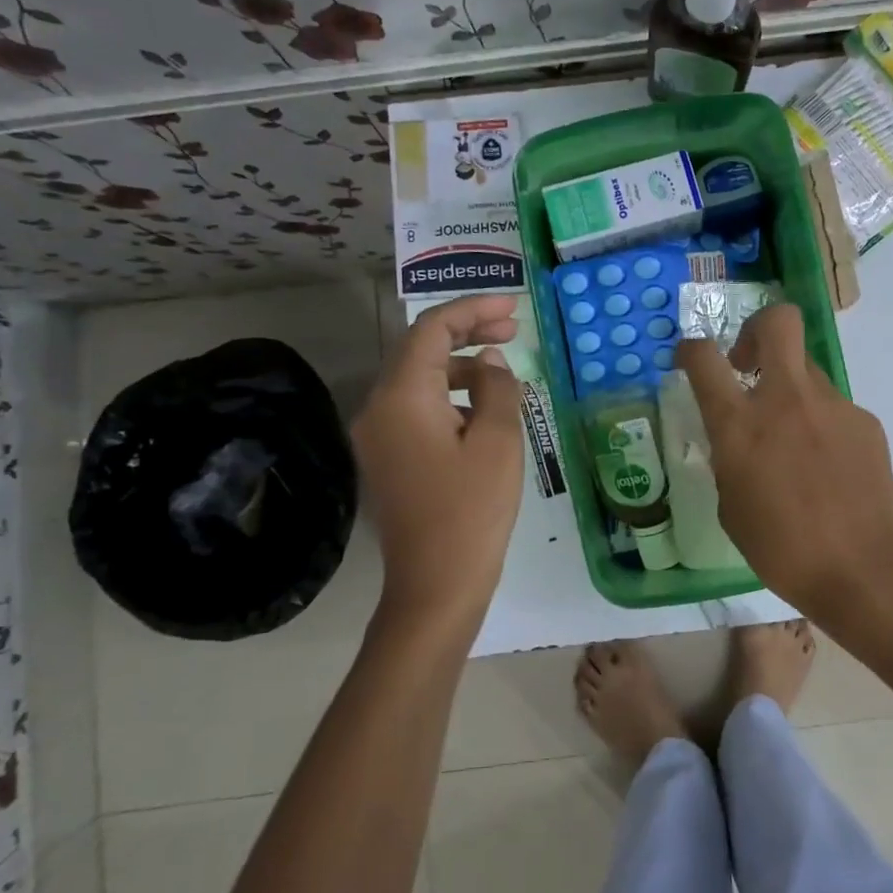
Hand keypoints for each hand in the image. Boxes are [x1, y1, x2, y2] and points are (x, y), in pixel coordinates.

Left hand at [354, 295, 522, 626]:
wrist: (436, 585)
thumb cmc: (472, 511)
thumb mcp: (497, 441)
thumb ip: (496, 388)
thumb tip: (490, 363)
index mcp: (402, 397)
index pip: (432, 330)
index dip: (473, 309)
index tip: (512, 307)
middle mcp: (378, 408)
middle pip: (421, 350)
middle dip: (467, 332)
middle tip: (513, 328)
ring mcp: (379, 435)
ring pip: (420, 380)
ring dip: (461, 366)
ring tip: (505, 368)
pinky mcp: (388, 458)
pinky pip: (418, 408)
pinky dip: (451, 397)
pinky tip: (484, 409)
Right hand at [677, 304, 892, 616]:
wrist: (859, 566)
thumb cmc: (779, 547)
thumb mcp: (730, 504)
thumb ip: (729, 457)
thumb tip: (739, 439)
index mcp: (740, 423)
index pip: (703, 357)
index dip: (690, 349)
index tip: (690, 359)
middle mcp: (786, 399)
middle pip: (778, 321)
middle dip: (757, 328)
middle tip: (748, 363)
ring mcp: (831, 405)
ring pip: (807, 370)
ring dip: (791, 390)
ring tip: (794, 442)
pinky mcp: (864, 421)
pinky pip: (833, 408)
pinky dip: (821, 425)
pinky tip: (827, 467)